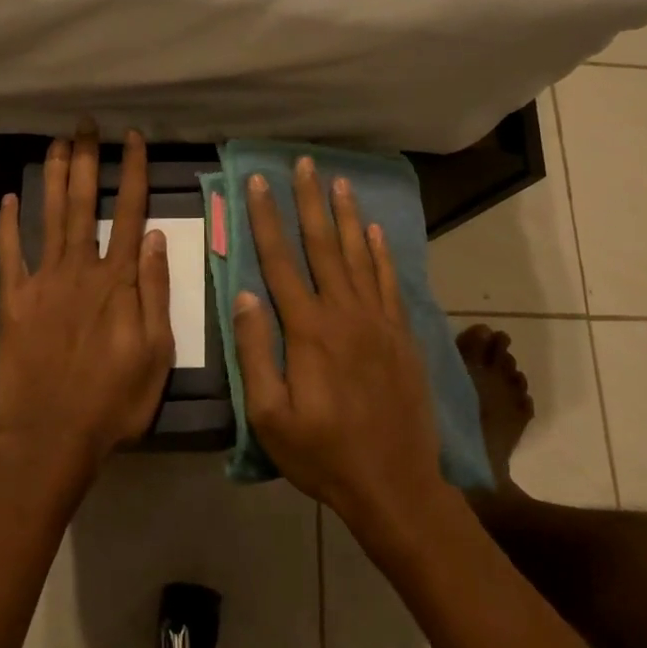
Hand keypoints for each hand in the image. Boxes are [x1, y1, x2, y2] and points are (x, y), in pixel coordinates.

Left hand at [0, 127, 174, 471]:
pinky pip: (9, 255)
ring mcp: (43, 282)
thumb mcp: (157, 352)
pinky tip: (8, 197)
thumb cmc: (114, 399)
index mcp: (118, 281)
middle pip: (83, 204)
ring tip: (56, 143)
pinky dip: (7, 225)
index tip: (132, 139)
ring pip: (49, 218)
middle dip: (87, 160)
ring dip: (53, 177)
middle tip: (85, 125)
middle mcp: (80, 269)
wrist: (52, 436)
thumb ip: (156, 291)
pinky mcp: (14, 301)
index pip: (130, 212)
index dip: (132, 172)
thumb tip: (156, 237)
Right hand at [234, 158, 447, 536]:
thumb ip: (255, 352)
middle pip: (323, 245)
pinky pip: (390, 282)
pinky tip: (376, 231)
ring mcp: (378, 321)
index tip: (256, 182)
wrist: (395, 484)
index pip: (280, 261)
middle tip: (303, 163)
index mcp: (308, 330)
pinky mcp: (402, 335)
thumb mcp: (270, 416)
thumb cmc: (323, 454)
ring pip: (360, 255)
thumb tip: (245, 295)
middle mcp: (345, 313)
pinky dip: (382, 253)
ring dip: (346, 215)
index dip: (265, 218)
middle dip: (309, 200)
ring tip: (339, 181)